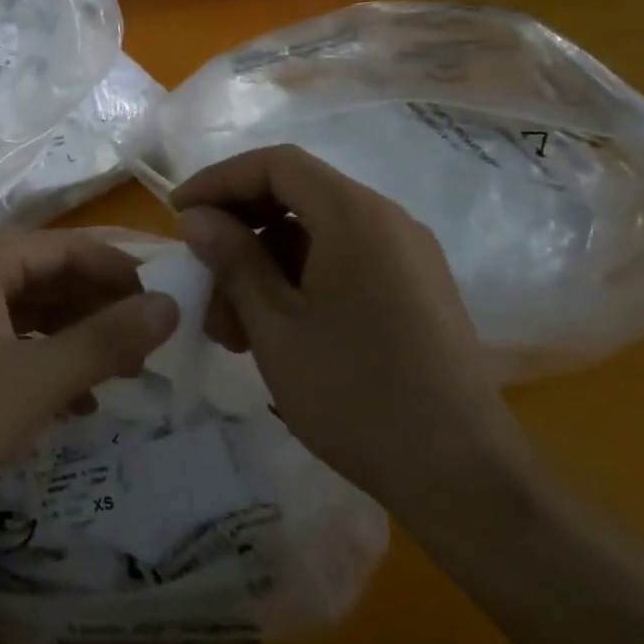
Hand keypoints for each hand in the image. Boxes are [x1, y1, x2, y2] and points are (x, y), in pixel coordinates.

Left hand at [0, 232, 179, 521]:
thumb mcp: (34, 382)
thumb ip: (105, 342)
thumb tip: (170, 306)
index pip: (65, 247)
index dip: (118, 272)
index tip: (163, 304)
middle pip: (44, 277)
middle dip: (96, 310)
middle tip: (144, 348)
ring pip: (23, 312)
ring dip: (70, 339)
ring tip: (116, 376)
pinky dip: (37, 361)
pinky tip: (68, 400)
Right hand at [173, 145, 536, 529]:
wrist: (465, 479)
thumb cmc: (357, 395)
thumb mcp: (276, 327)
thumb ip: (233, 260)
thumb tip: (197, 218)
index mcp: (355, 216)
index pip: (276, 164)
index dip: (220, 180)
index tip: (179, 214)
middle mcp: (386, 221)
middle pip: (296, 195)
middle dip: (239, 230)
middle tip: (201, 275)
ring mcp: (406, 256)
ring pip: (315, 234)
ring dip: (264, 264)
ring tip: (229, 325)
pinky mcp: (414, 289)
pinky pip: (343, 262)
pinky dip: (298, 281)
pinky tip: (272, 331)